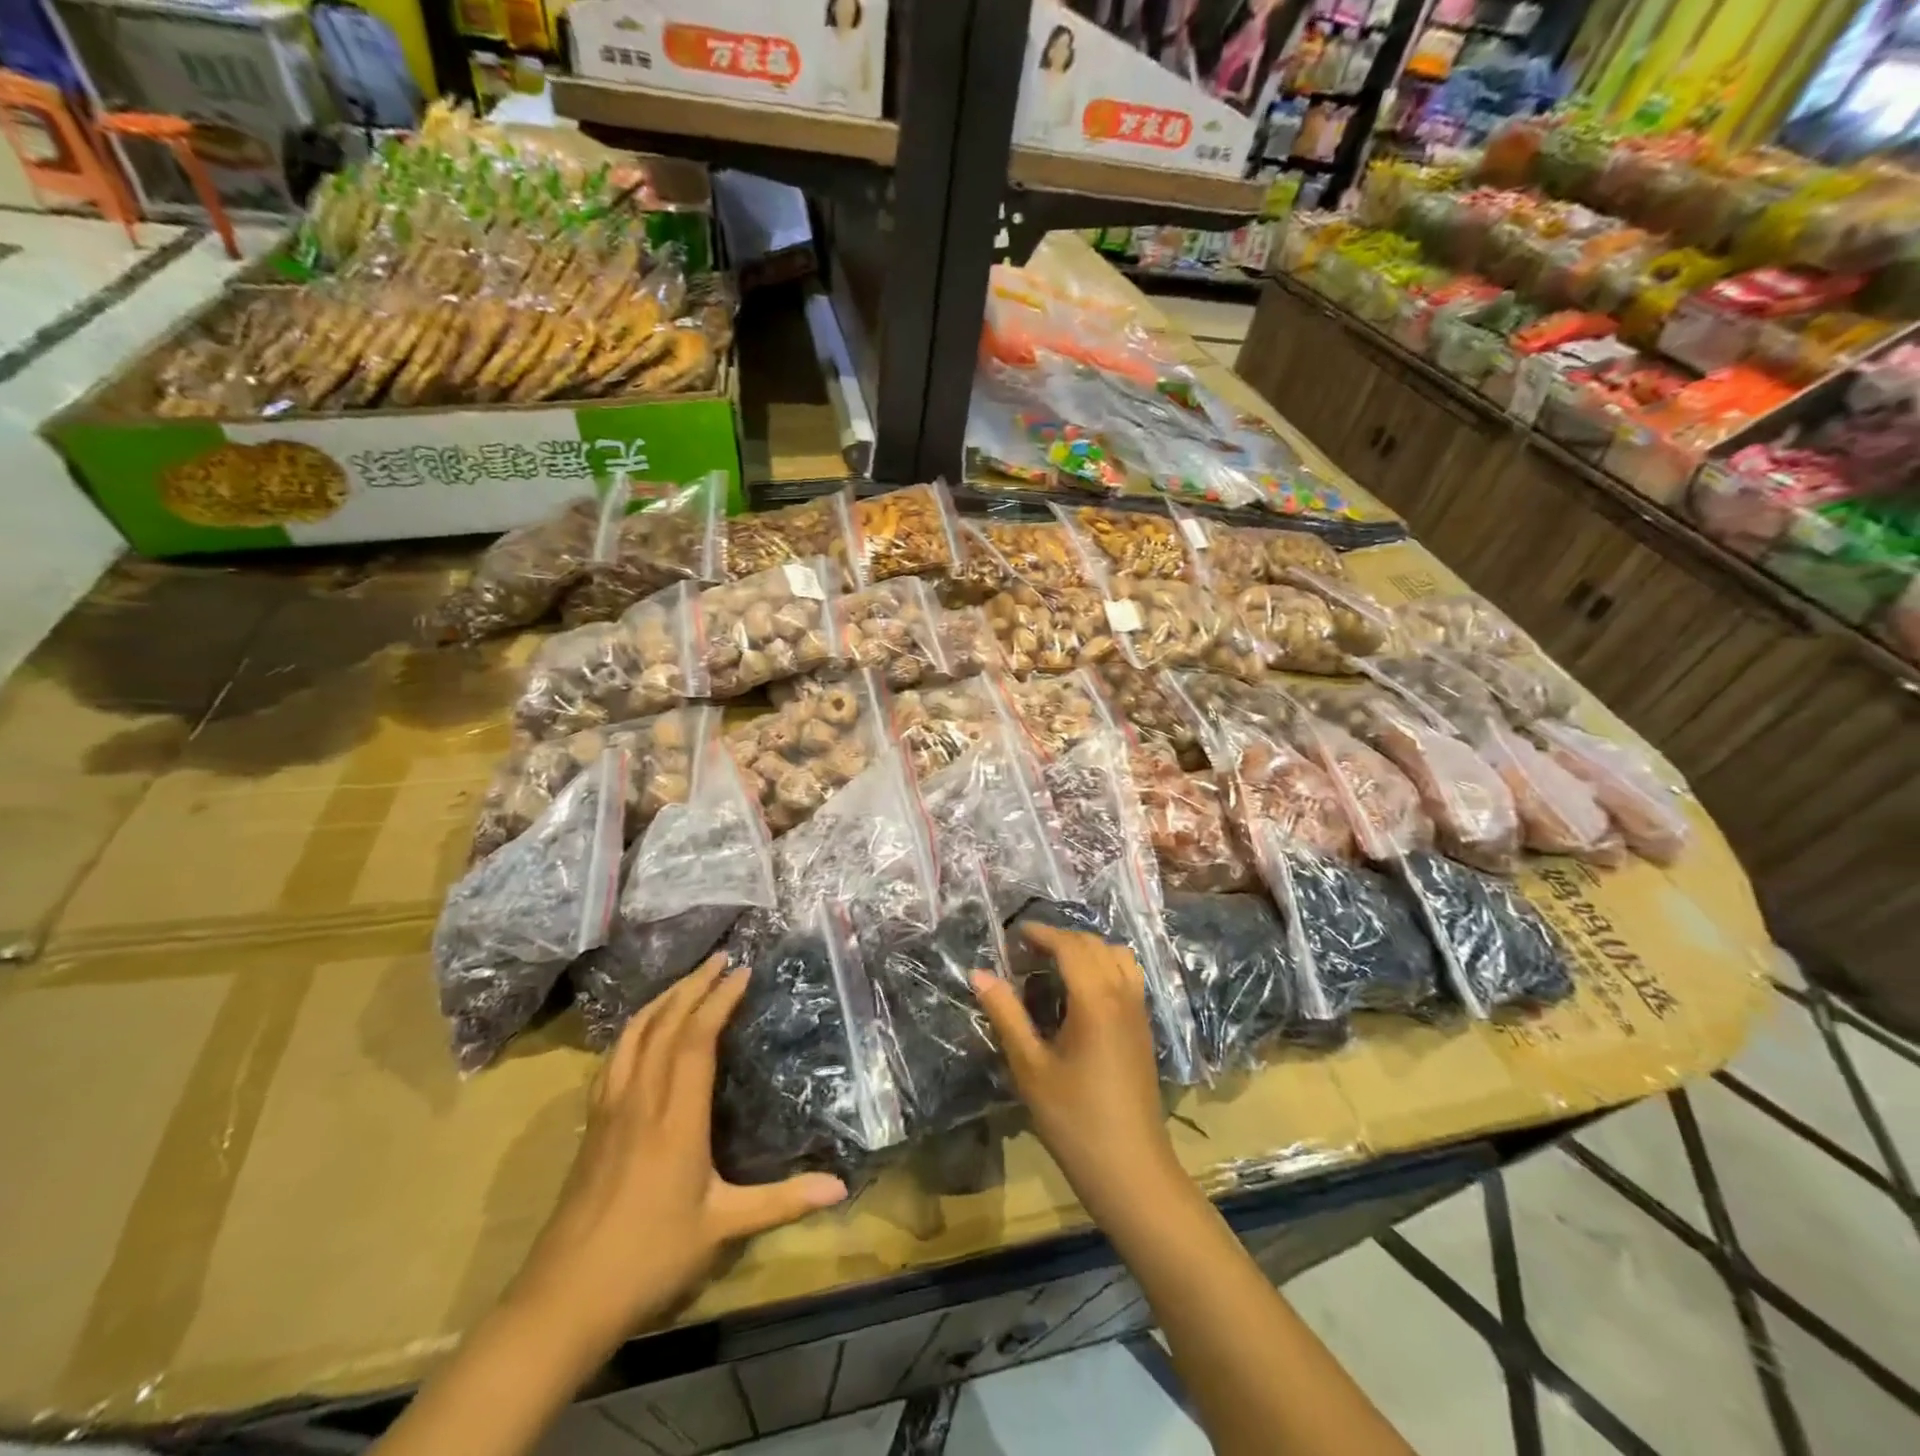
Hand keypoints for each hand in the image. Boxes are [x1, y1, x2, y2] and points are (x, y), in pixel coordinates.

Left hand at [509, 957, 846, 1354]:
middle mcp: (641, 1100)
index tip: (742, 972)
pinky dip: (635, 1028)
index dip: (719, 1000)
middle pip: (664, 1024)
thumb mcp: (724, 1229)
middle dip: (694, 985)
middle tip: (721, 958)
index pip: (696, 1040)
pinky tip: (644, 1029)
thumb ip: (784, 1202)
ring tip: (688, 980)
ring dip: (663, 999)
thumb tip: (842, 1187)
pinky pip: (614, 1057)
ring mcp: (610, 1109)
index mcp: (676, 1118)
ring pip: (634, 1035)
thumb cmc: (650, 1258)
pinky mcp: (592, 1124)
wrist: (563, 1299)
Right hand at [971, 925, 1179, 1220]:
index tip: (1013, 935)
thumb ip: (1005, 1014)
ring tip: (1054, 968)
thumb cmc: (1074, 1119)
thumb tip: (979, 973)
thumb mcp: (1030, 1067)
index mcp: (1095, 999)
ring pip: (1117, 957)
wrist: (1131, 1170)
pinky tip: (1080, 995)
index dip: (1041, 933)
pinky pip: (1127, 977)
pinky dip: (1103, 967)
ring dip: (1086, 951)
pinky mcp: (1144, 1029)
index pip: (1069, 945)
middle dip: (1060, 939)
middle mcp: (1122, 994)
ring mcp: (1138, 1011)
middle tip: (1026, 953)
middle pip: (1094, 944)